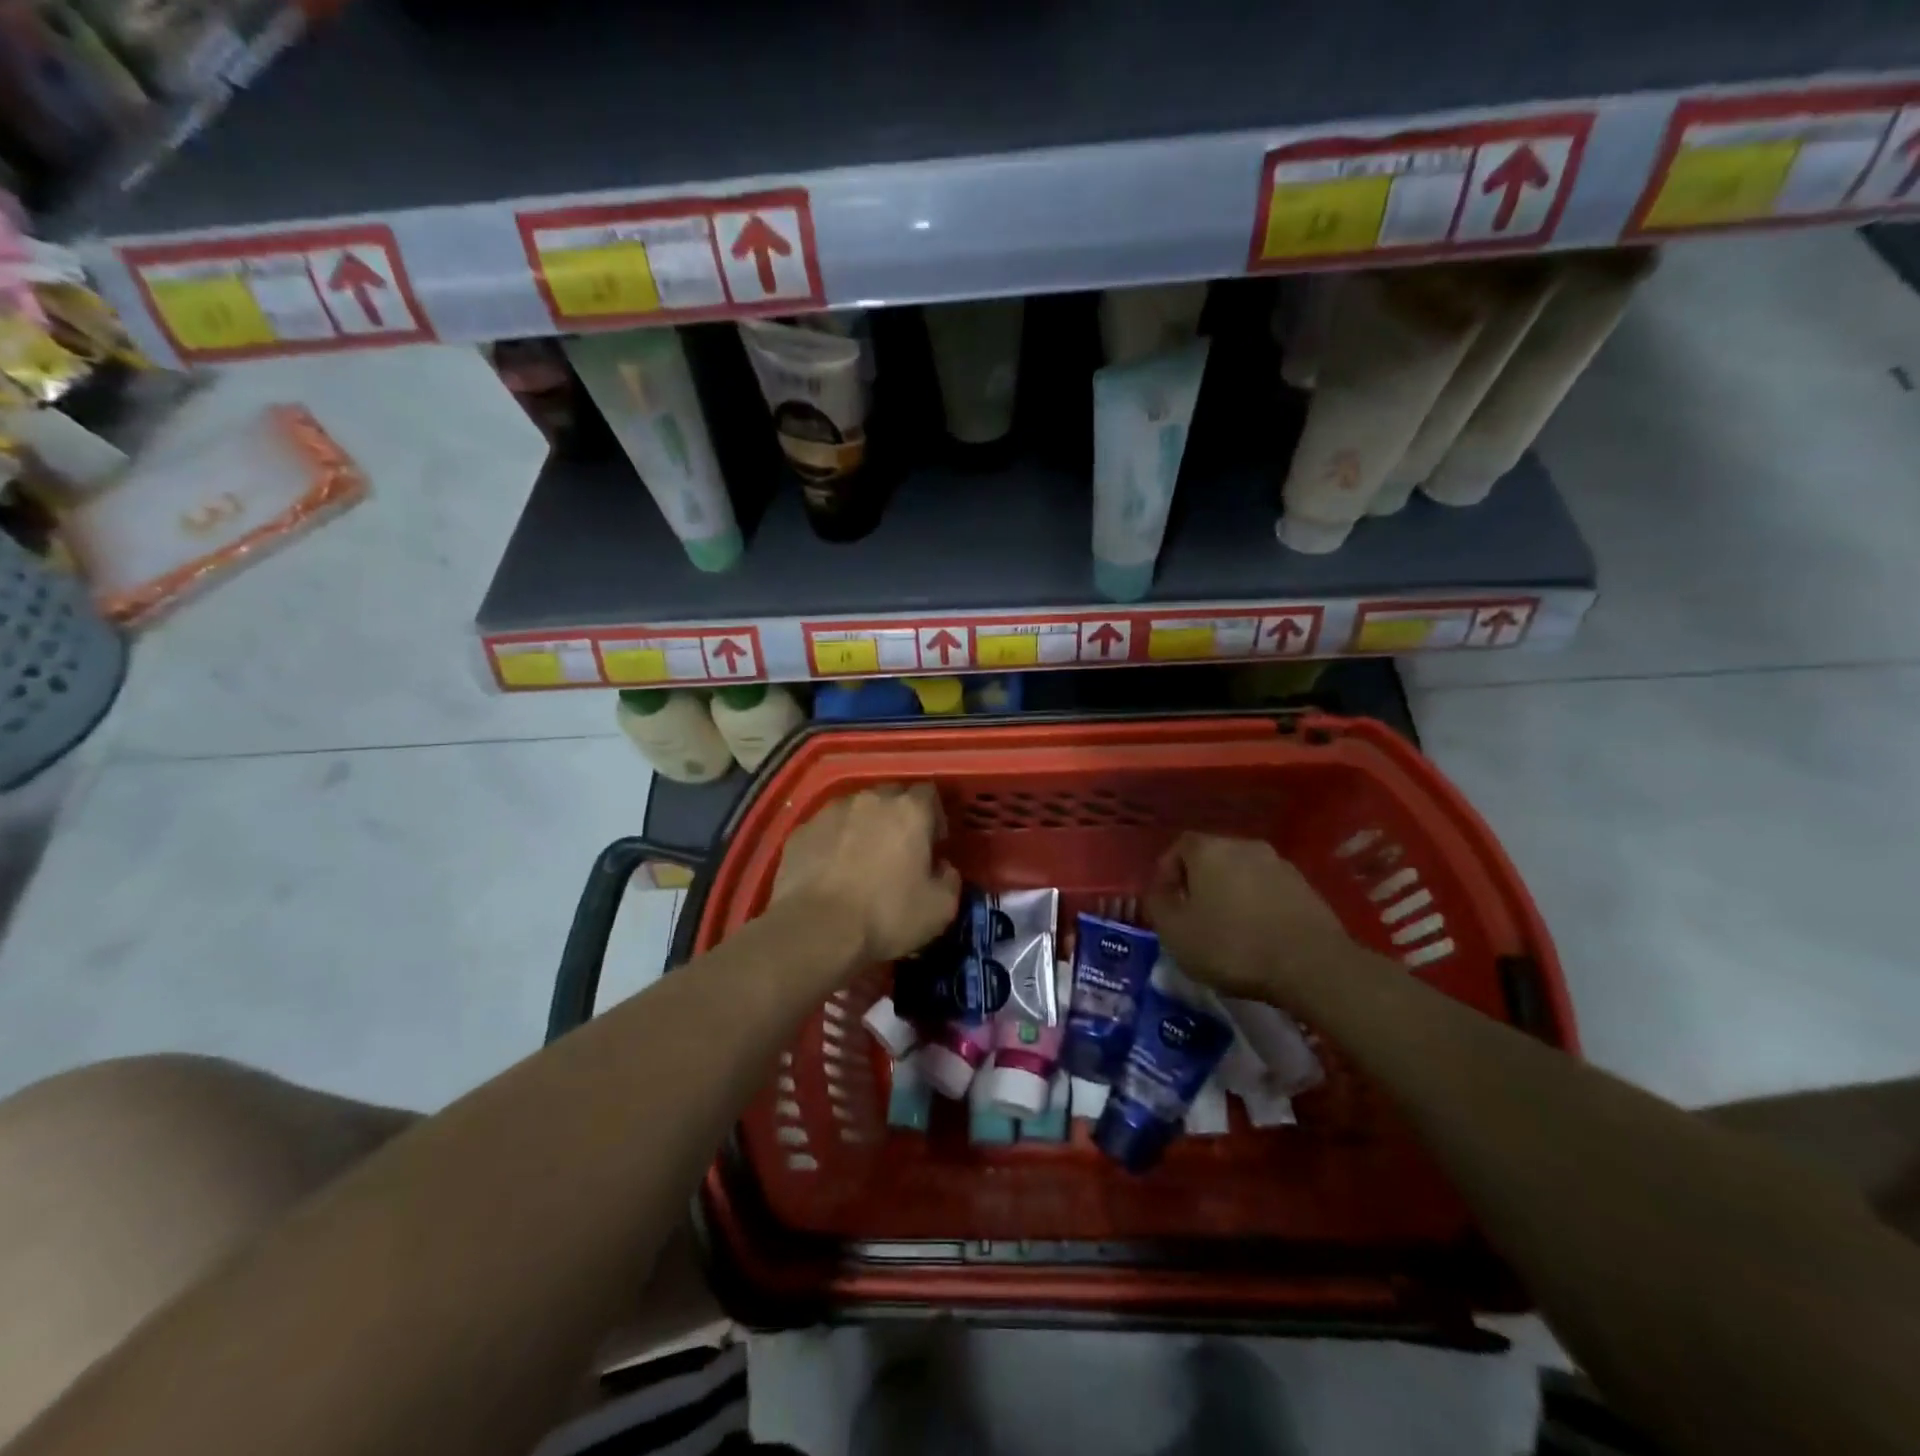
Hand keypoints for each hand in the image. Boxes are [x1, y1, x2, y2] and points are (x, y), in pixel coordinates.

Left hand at [773, 784, 961, 966]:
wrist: (815, 931)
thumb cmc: (886, 916)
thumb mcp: (940, 909)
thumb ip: (950, 880)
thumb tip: (943, 868)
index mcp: (909, 811)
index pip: (929, 793)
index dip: (934, 816)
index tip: (933, 843)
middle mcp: (870, 800)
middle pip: (891, 795)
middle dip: (898, 816)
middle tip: (899, 850)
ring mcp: (831, 812)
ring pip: (856, 809)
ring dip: (864, 826)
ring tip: (861, 859)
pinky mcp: (802, 830)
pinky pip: (826, 829)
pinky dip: (833, 842)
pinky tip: (831, 871)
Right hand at [1146, 834, 1356, 1004]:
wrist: (1311, 965)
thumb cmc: (1232, 945)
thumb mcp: (1176, 932)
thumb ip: (1157, 905)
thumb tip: (1158, 892)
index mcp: (1209, 849)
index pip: (1178, 847)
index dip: (1166, 873)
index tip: (1165, 903)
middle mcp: (1245, 846)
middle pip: (1212, 857)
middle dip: (1198, 883)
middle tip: (1192, 916)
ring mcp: (1280, 865)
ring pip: (1242, 873)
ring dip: (1230, 894)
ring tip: (1227, 928)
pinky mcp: (1306, 888)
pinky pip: (1268, 890)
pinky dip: (1257, 905)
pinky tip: (1258, 935)